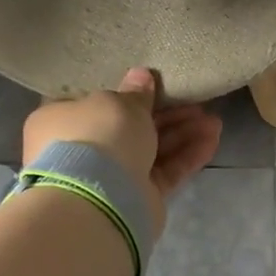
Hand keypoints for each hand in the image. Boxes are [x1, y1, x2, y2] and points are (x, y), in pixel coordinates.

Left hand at [21, 68, 222, 233]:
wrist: (100, 199)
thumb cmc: (99, 136)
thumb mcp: (119, 103)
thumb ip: (135, 92)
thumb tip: (141, 75)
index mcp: (61, 120)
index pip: (92, 102)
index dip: (124, 92)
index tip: (152, 83)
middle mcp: (83, 148)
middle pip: (130, 126)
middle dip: (167, 114)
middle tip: (196, 103)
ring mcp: (111, 175)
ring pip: (152, 149)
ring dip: (184, 134)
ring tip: (215, 121)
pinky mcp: (137, 196)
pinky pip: (165, 171)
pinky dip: (187, 156)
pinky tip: (213, 140)